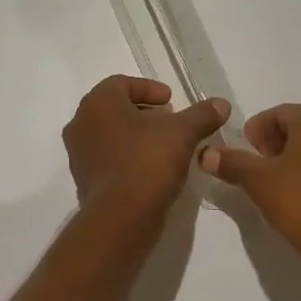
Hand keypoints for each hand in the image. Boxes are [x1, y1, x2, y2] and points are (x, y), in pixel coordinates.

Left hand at [63, 75, 230, 224]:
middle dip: (143, 112)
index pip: (121, 83)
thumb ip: (202, 115)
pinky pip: (107, 159)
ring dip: (135, 135)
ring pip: (110, 134)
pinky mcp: (84, 180)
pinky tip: (150, 169)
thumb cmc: (147, 162)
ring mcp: (78, 154)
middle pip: (114, 108)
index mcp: (98, 103)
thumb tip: (221, 104)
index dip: (149, 89)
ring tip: (163, 146)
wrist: (121, 217)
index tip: (171, 101)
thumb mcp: (183, 133)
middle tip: (169, 121)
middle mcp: (81, 123)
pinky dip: (127, 157)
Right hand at [199, 104, 300, 271]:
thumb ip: (231, 162)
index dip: (257, 128)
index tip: (245, 149)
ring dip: (292, 155)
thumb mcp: (258, 181)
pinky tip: (297, 192)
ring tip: (273, 180)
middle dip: (274, 140)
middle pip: (300, 125)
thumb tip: (205, 153)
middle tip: (256, 163)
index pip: (280, 112)